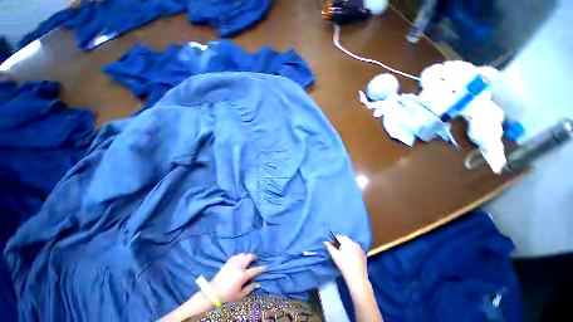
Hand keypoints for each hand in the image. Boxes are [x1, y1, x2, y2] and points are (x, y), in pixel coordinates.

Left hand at [209, 253, 266, 302]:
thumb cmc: (228, 295)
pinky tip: (239, 261)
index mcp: (243, 275)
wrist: (213, 292)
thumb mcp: (240, 295)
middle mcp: (239, 266)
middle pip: (249, 257)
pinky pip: (236, 256)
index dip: (262, 268)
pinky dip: (239, 257)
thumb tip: (258, 284)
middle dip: (254, 257)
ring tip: (247, 260)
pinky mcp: (228, 262)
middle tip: (255, 260)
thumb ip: (250, 288)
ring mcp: (233, 263)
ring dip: (246, 256)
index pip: (255, 270)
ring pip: (243, 254)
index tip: (266, 266)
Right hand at [325, 235, 369, 292]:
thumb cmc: (344, 266)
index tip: (330, 244)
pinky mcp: (363, 254)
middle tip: (336, 248)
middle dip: (340, 241)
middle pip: (345, 238)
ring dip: (346, 245)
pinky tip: (350, 257)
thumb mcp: (335, 256)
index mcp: (347, 242)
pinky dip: (351, 249)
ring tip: (342, 253)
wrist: (358, 278)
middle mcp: (354, 243)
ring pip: (351, 243)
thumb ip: (329, 247)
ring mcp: (360, 248)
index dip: (333, 239)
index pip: (339, 236)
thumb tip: (325, 242)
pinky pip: (355, 248)